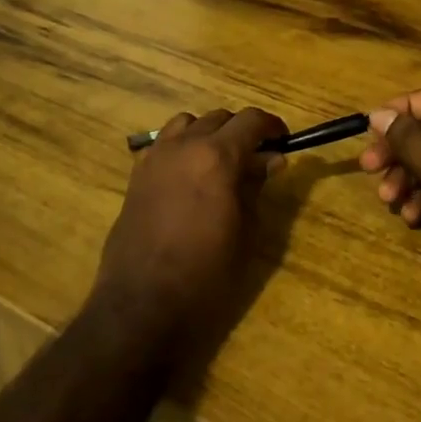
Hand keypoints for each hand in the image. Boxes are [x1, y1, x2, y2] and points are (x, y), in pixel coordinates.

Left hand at [91, 107, 286, 366]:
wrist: (143, 302)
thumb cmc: (206, 273)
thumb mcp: (245, 231)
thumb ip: (256, 186)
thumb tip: (271, 160)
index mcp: (216, 156)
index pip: (250, 120)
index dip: (272, 126)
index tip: (284, 142)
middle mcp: (183, 146)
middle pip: (219, 118)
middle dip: (241, 131)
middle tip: (257, 158)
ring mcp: (155, 158)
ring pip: (186, 123)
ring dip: (208, 133)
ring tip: (220, 162)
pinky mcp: (136, 176)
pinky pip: (162, 144)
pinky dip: (181, 147)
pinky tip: (189, 176)